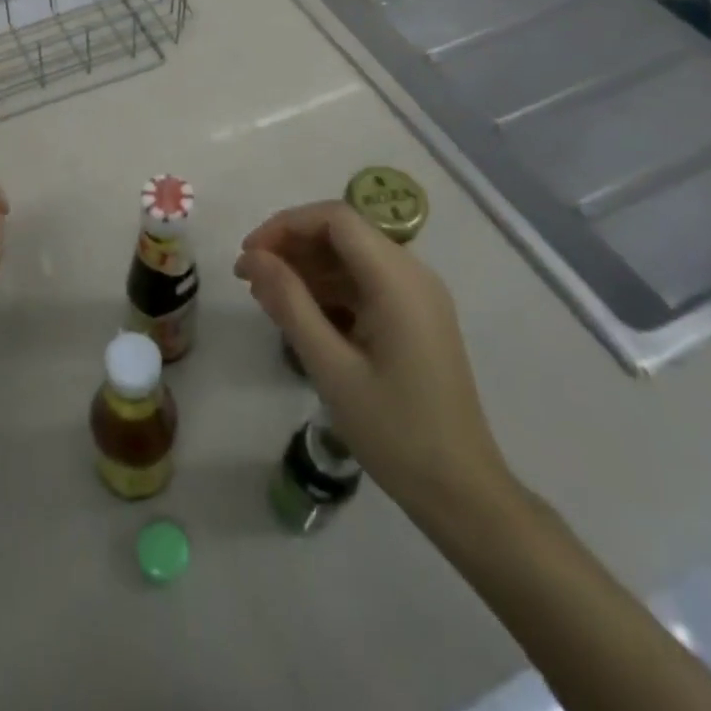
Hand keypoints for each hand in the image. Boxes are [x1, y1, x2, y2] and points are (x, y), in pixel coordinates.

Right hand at [235, 201, 514, 522]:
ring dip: (306, 268)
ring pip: (351, 257)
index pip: (335, 218)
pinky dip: (328, 289)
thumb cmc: (394, 431)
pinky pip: (364, 283)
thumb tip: (251, 257)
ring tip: (266, 298)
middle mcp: (413, 275)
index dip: (285, 225)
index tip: (248, 256)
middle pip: (343, 233)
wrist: (461, 492)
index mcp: (398, 281)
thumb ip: (289, 302)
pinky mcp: (414, 317)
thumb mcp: (330, 366)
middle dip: (291, 246)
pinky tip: (300, 315)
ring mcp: (417, 296)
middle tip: (249, 278)